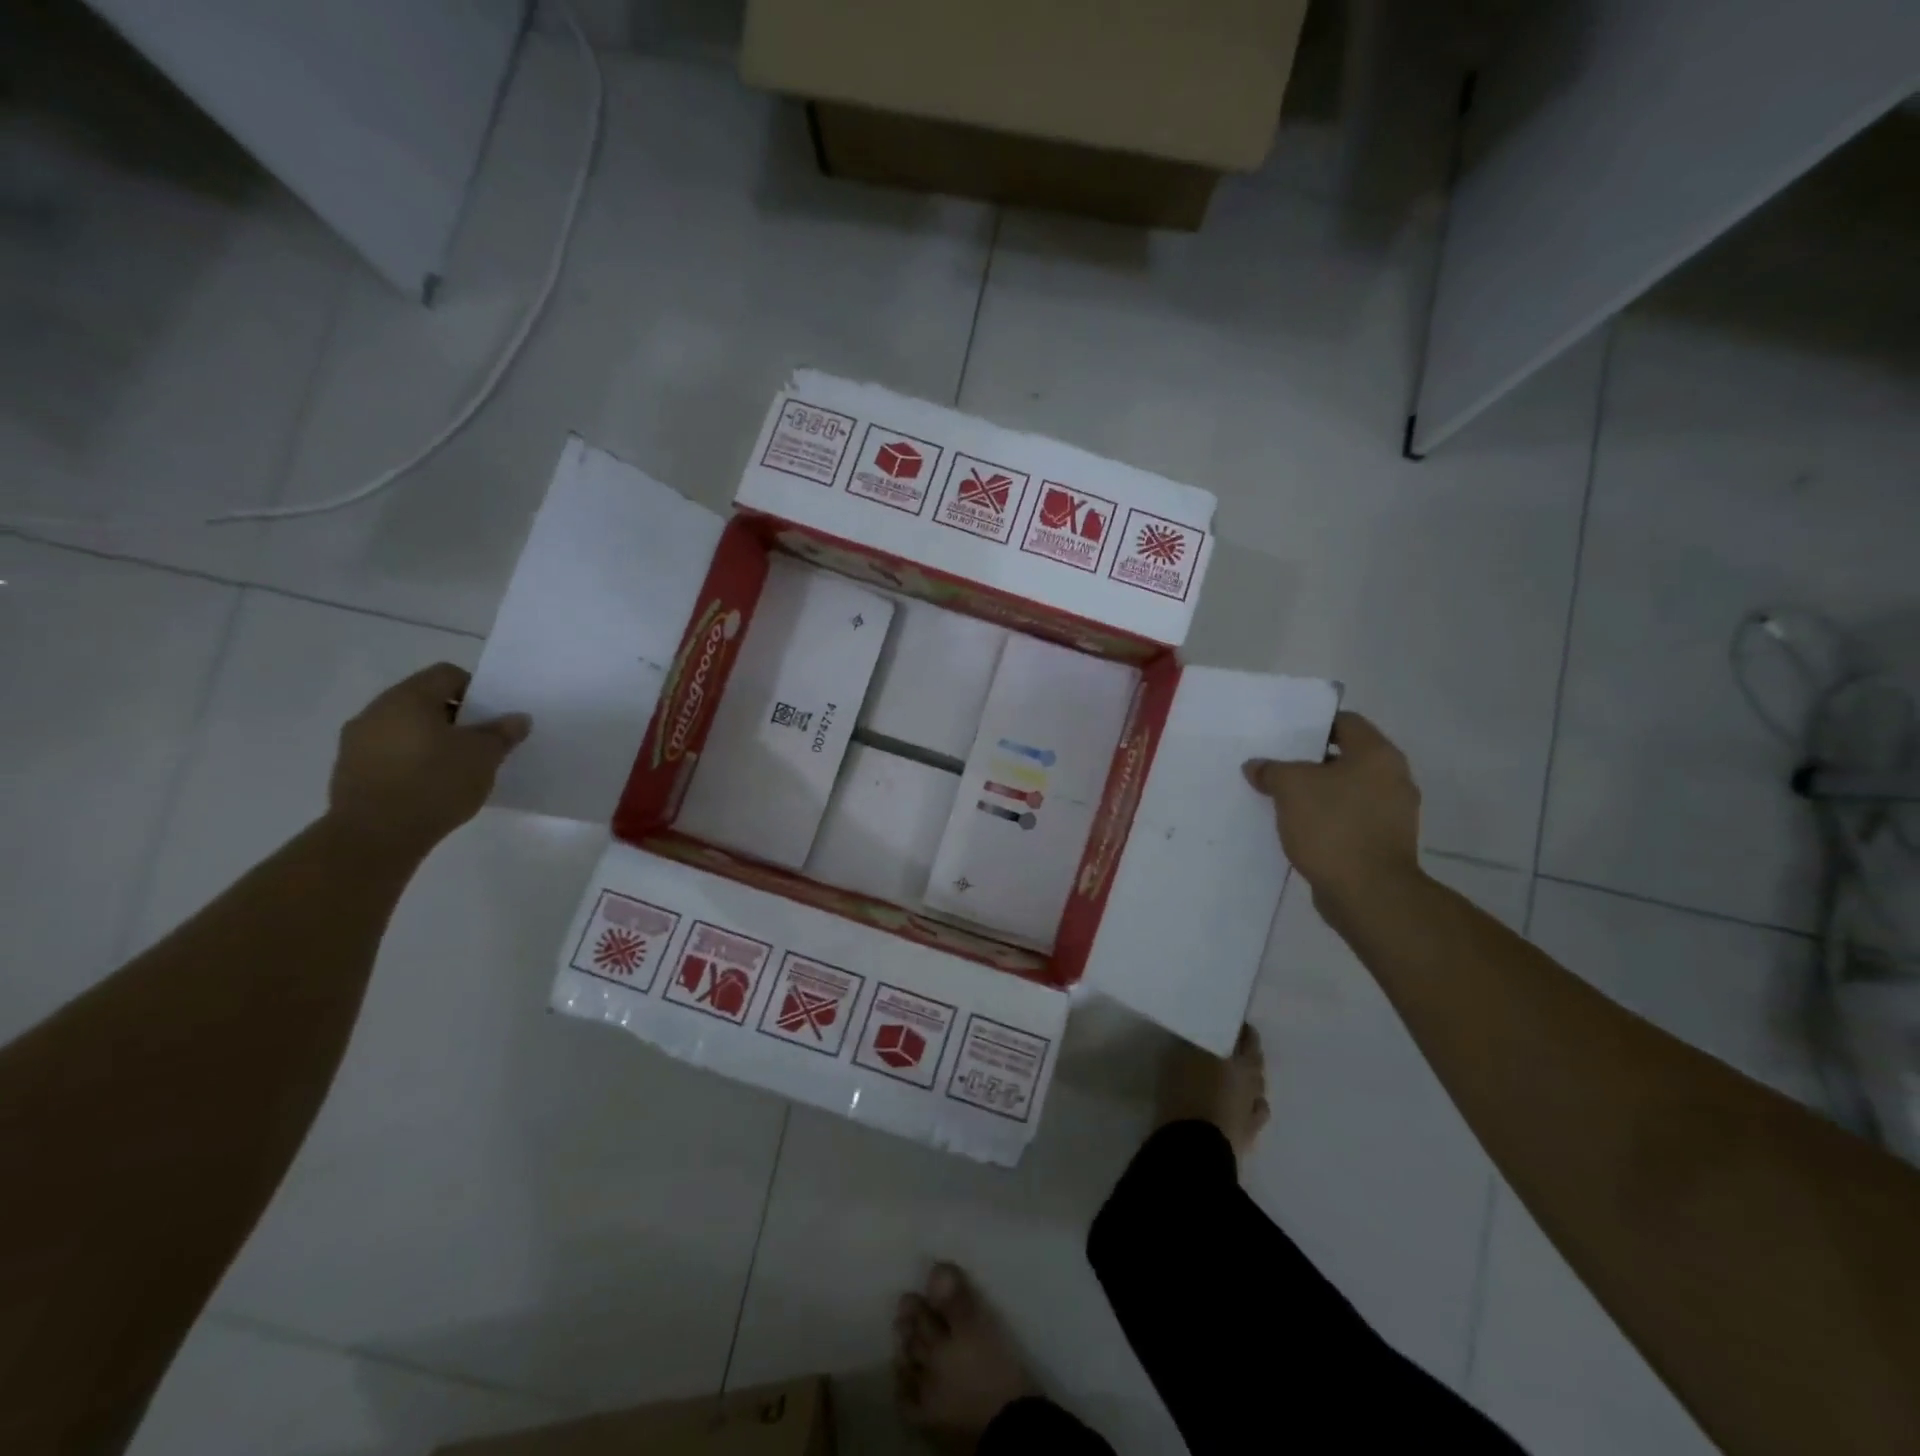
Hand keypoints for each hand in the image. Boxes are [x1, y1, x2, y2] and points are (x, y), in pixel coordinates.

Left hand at [327, 664, 530, 854]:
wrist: (375, 836)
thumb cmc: (435, 783)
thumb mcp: (484, 756)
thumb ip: (502, 733)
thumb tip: (517, 718)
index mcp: (409, 698)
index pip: (447, 674)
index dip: (476, 690)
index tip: (491, 718)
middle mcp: (376, 711)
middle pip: (424, 700)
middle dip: (455, 717)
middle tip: (480, 743)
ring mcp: (357, 741)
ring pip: (405, 728)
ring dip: (431, 740)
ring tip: (456, 767)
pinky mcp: (350, 770)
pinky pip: (389, 753)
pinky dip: (412, 760)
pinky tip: (429, 786)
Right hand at [1243, 711, 1420, 909]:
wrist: (1369, 893)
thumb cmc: (1332, 826)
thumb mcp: (1290, 788)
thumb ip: (1271, 770)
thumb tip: (1256, 767)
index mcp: (1378, 755)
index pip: (1345, 722)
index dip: (1313, 725)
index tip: (1284, 737)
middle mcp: (1394, 778)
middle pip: (1347, 758)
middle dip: (1311, 763)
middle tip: (1278, 768)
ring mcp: (1394, 814)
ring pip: (1348, 791)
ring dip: (1319, 794)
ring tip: (1284, 801)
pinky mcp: (1385, 843)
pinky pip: (1351, 819)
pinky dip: (1329, 820)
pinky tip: (1301, 829)